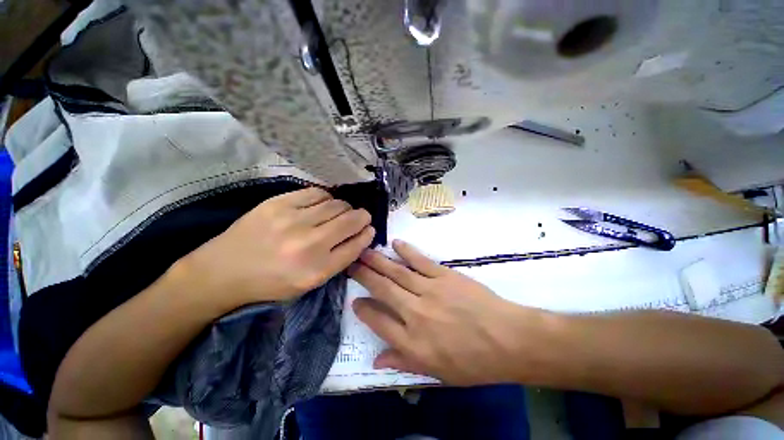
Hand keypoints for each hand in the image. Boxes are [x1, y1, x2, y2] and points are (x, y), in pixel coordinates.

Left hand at [181, 187, 374, 306]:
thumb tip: (361, 235)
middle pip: (351, 220)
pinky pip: (317, 193)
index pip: (356, 245)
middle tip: (359, 218)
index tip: (369, 229)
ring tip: (339, 213)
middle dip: (362, 217)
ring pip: (337, 204)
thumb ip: (339, 260)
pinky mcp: (279, 203)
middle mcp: (309, 244)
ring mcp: (293, 220)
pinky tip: (322, 205)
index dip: (367, 234)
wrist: (223, 271)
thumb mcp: (310, 282)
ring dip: (345, 208)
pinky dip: (326, 198)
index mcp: (317, 270)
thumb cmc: (271, 282)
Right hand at [350, 240, 547, 385]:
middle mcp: (416, 313)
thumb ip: (404, 362)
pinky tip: (395, 244)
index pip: (379, 322)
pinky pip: (421, 262)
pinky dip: (406, 252)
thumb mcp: (437, 373)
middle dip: (364, 276)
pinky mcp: (444, 276)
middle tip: (350, 264)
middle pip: (383, 290)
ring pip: (398, 273)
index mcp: (413, 342)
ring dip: (379, 261)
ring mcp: (430, 291)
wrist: (508, 340)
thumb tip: (377, 359)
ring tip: (364, 252)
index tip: (354, 300)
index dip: (364, 310)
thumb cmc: (474, 362)